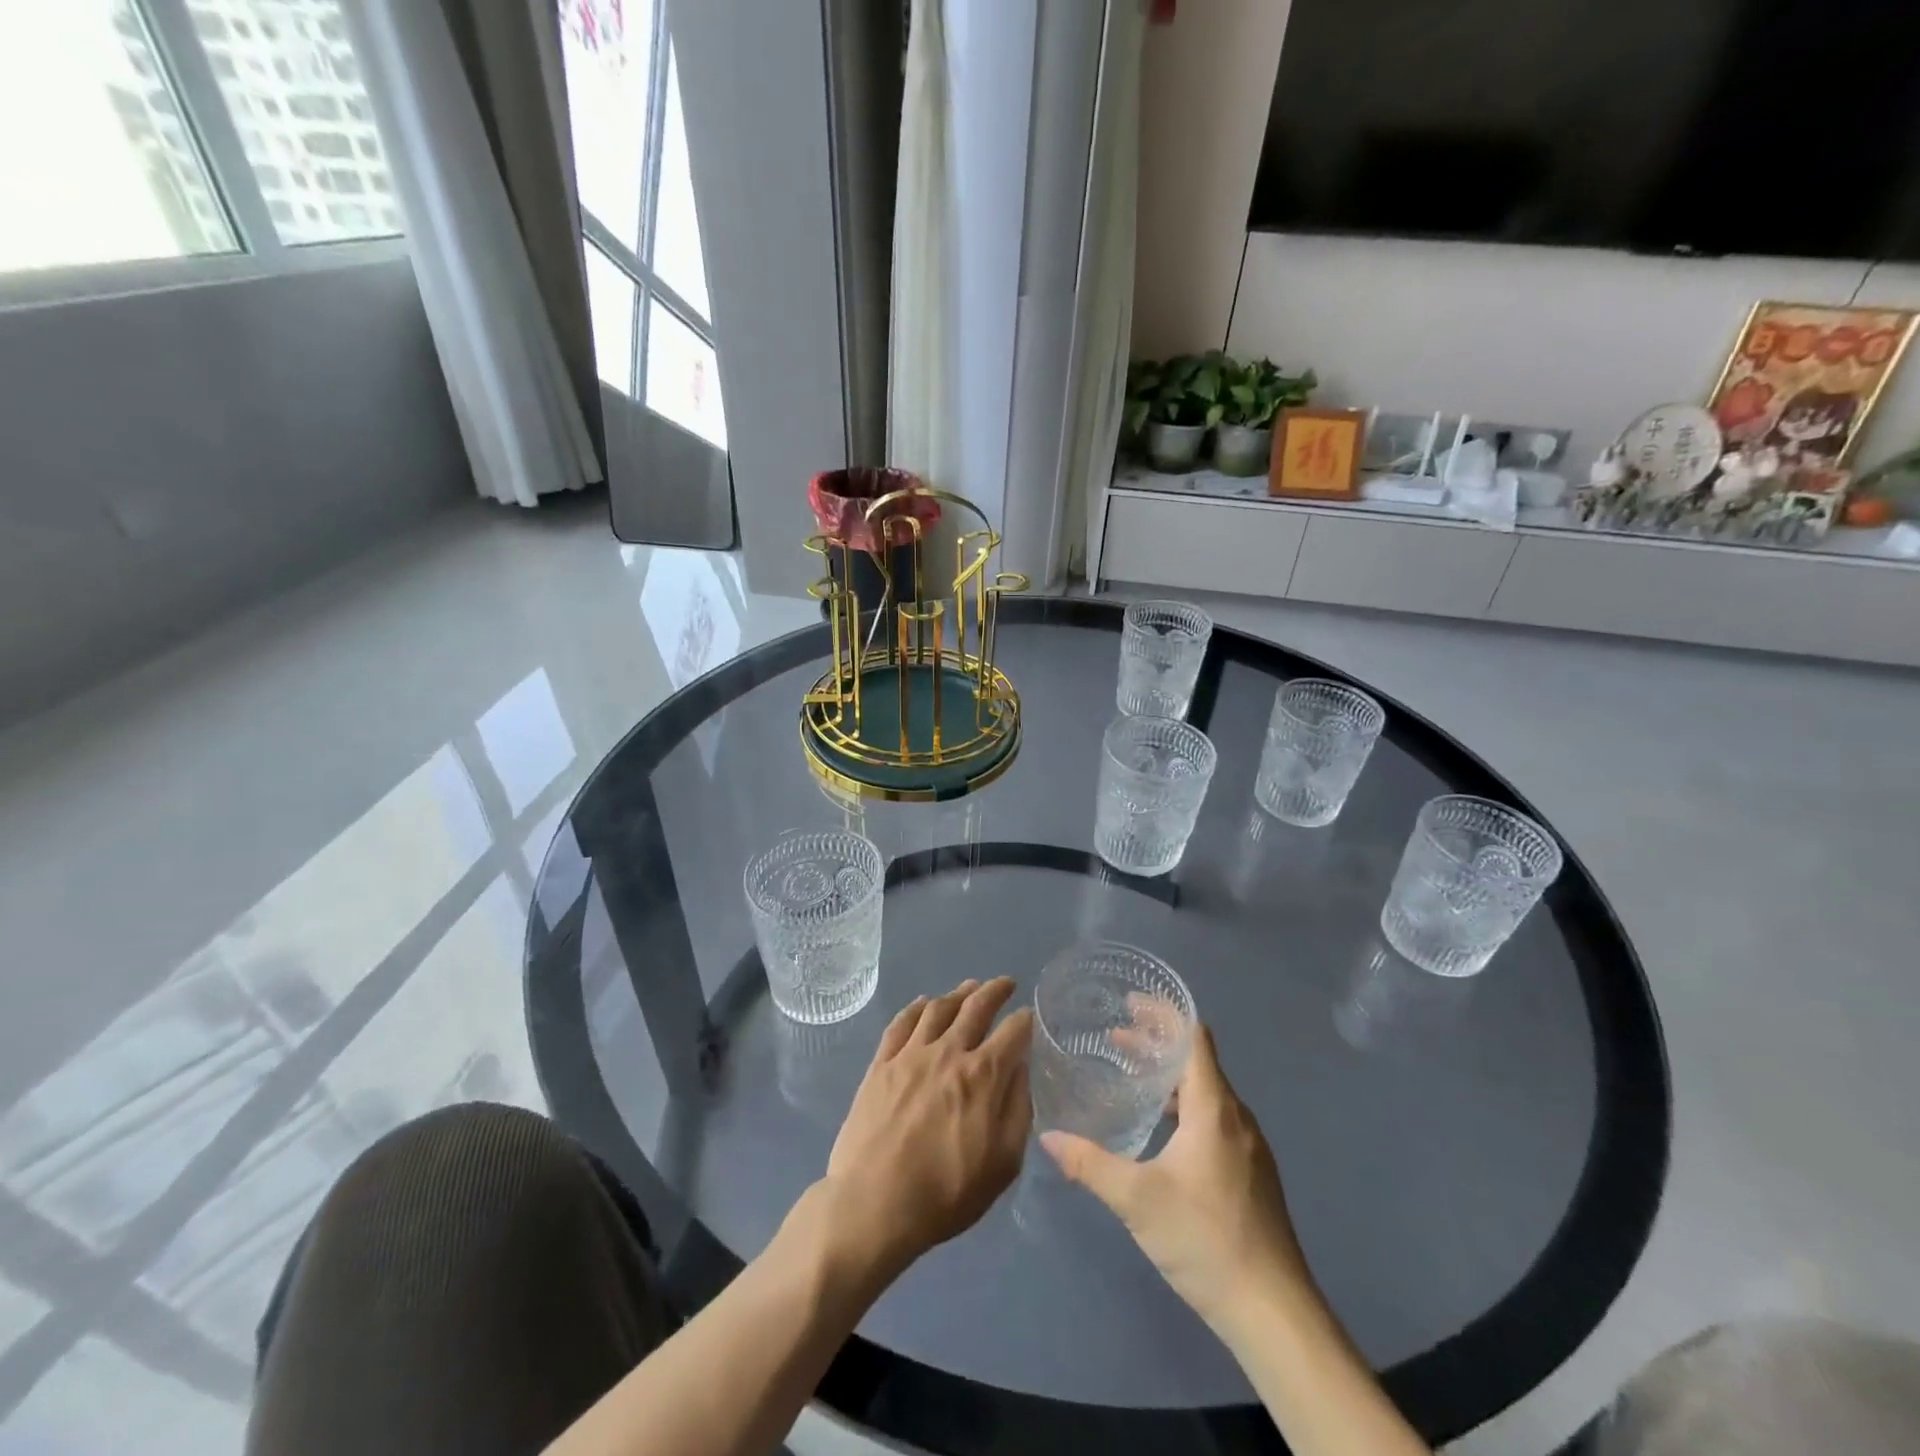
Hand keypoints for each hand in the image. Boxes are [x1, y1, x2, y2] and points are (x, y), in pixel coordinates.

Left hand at [822, 978, 1032, 1273]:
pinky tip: (923, 1003)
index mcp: (983, 1076)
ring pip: (938, 1008)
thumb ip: (1018, 1110)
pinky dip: (916, 1007)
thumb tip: (1020, 1069)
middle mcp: (948, 1052)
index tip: (1029, 1016)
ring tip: (969, 987)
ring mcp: (910, 1054)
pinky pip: (901, 1023)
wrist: (873, 1204)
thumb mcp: (1003, 1164)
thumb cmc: (946, 1193)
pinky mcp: (881, 1064)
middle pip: (976, 1007)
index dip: (1025, 1020)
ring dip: (958, 993)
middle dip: (995, 991)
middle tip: (1006, 983)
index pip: (1013, 1032)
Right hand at [1041, 1023, 1308, 1331]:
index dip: (1164, 1014)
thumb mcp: (1137, 1199)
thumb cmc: (1206, 1240)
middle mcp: (1236, 1117)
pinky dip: (1183, 1105)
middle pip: (1197, 1061)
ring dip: (1169, 1076)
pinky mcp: (1250, 1173)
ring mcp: (1248, 1147)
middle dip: (1157, 1043)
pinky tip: (1160, 1129)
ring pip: (1206, 1092)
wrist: (1274, 1313)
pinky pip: (1213, 1118)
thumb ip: (1090, 1163)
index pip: (1193, 1038)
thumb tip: (1047, 1136)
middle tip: (1115, 1036)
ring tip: (1130, 1075)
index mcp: (1214, 1108)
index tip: (1131, 1002)